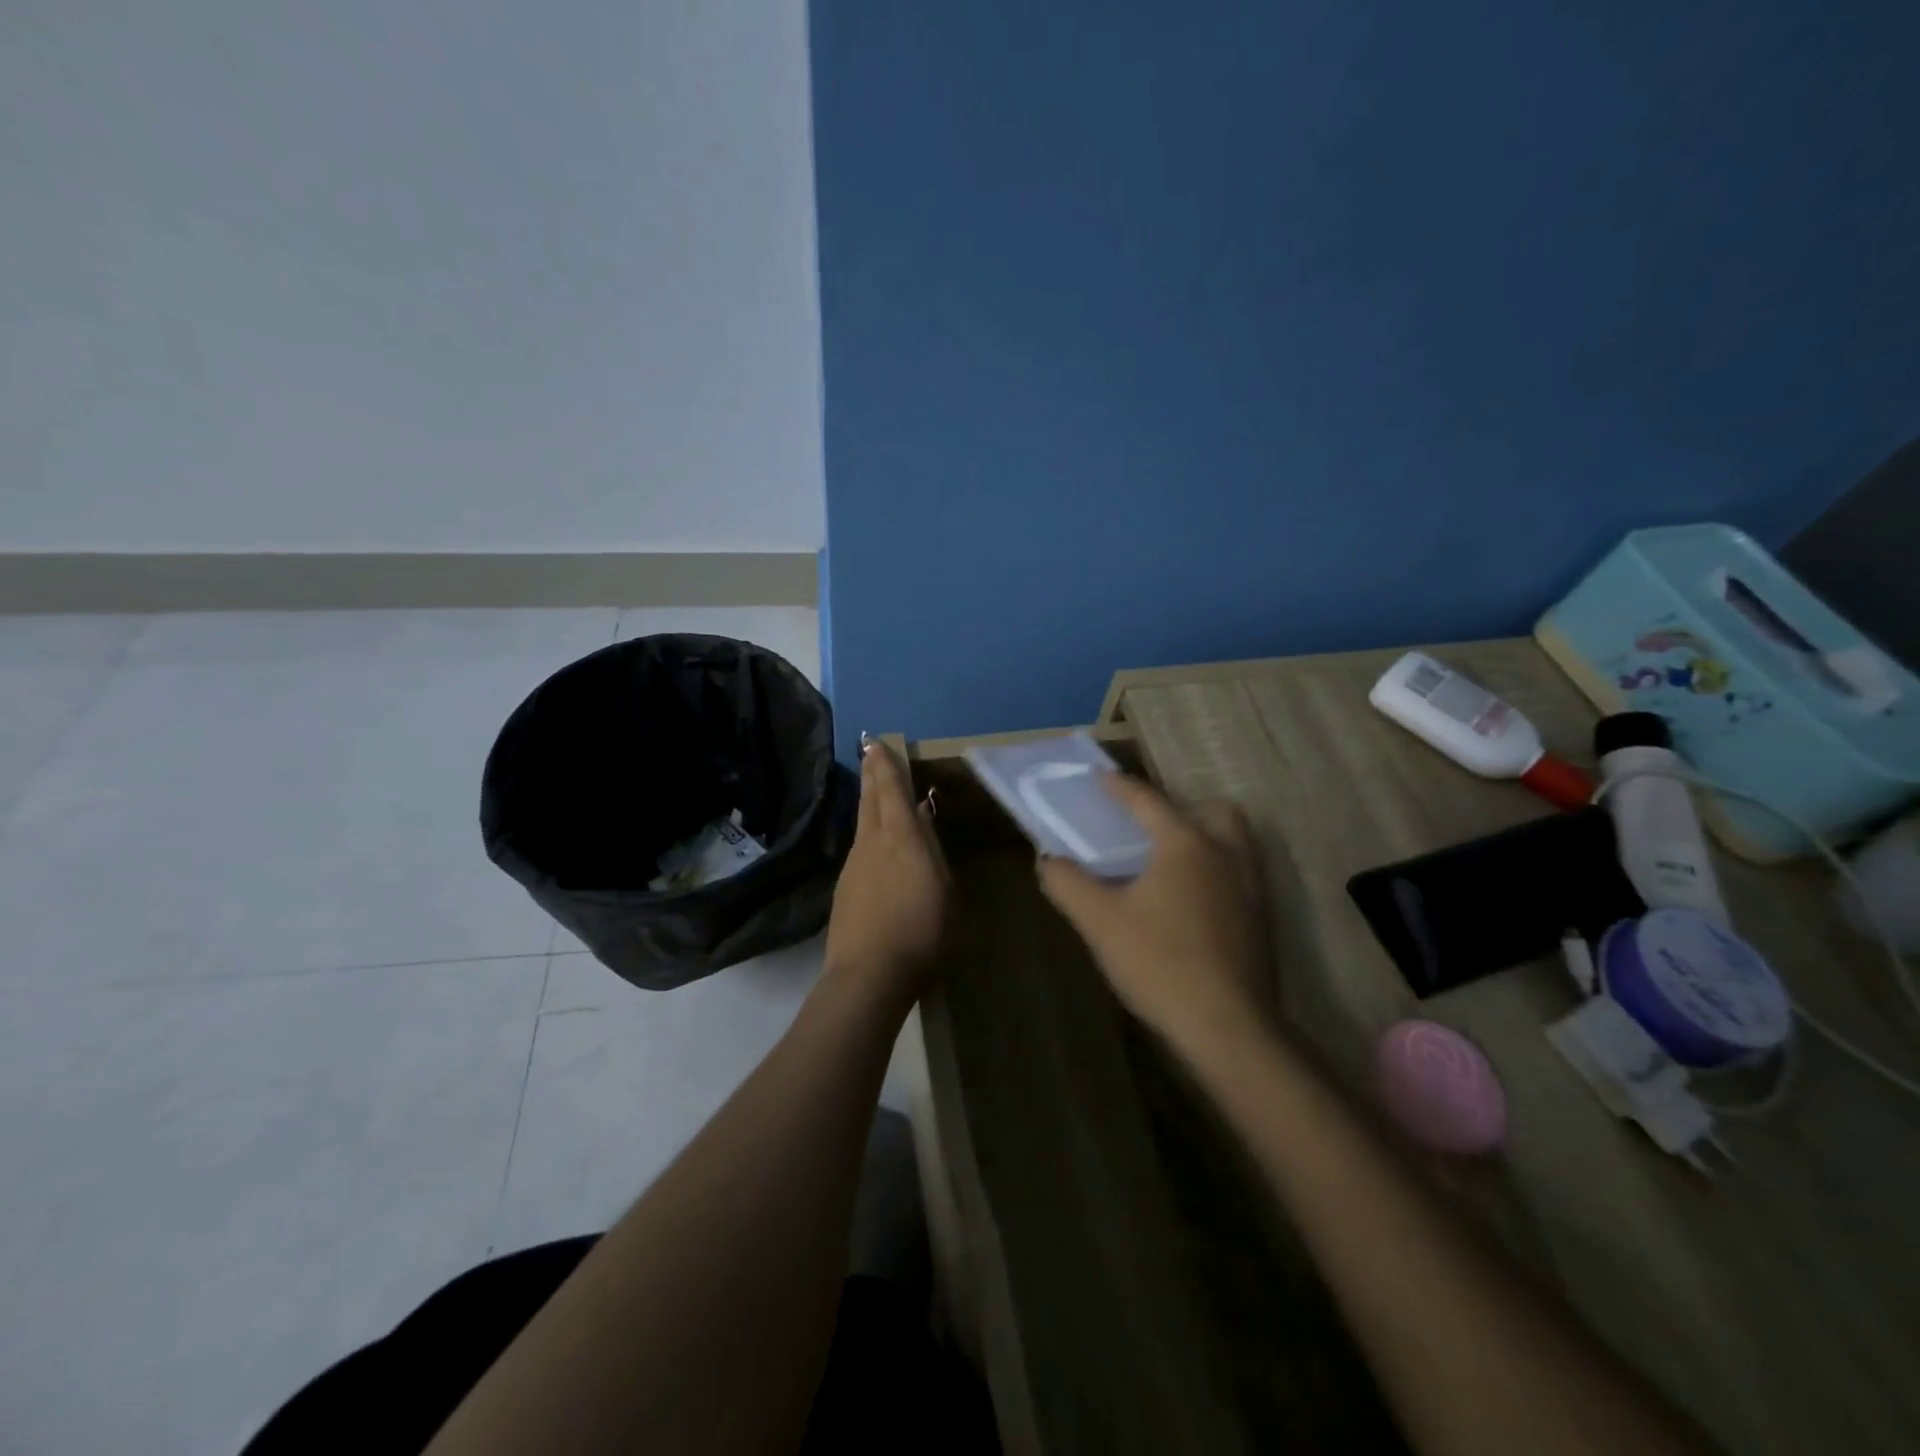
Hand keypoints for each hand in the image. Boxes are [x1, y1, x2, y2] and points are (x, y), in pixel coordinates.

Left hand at [823, 738, 949, 1005]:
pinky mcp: (844, 890)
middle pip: (870, 801)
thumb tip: (922, 819)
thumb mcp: (944, 889)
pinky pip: (860, 851)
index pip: (892, 791)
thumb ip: (932, 850)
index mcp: (902, 837)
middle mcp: (872, 843)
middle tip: (869, 754)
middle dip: (871, 775)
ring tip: (876, 795)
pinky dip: (869, 838)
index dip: (885, 766)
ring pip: (862, 825)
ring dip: (869, 804)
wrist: (870, 975)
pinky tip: (877, 851)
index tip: (876, 743)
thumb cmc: (922, 931)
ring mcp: (853, 866)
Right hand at [1037, 775, 1271, 1055]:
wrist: (1228, 1027)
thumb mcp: (1100, 922)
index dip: (1120, 787)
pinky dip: (1218, 871)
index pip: (1148, 801)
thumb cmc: (1159, 962)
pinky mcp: (1262, 920)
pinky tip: (1192, 903)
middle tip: (1153, 828)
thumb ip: (1068, 884)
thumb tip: (1049, 861)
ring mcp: (1252, 887)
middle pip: (1214, 811)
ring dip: (1207, 838)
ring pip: (1236, 842)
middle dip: (1184, 808)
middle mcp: (1226, 854)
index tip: (1101, 777)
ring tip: (1172, 863)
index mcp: (1185, 844)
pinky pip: (1241, 874)